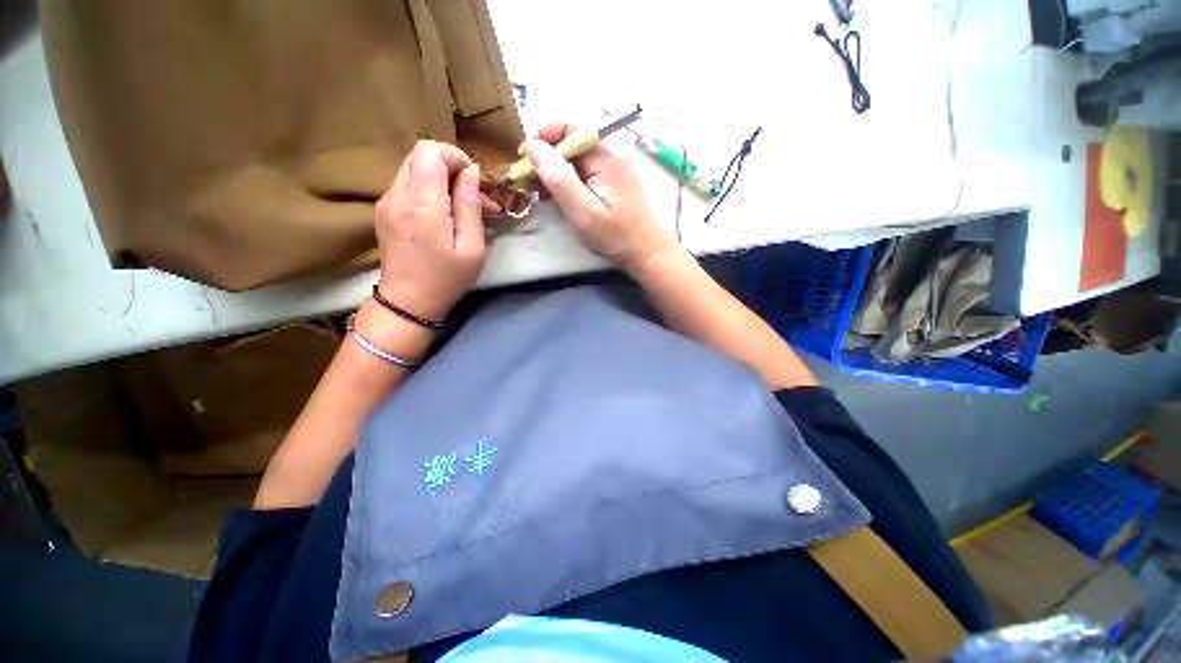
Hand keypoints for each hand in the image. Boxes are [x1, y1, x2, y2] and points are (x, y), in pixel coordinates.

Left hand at [374, 141, 487, 320]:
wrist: (408, 303)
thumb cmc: (447, 279)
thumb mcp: (472, 247)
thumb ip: (470, 206)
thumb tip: (470, 172)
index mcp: (422, 205)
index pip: (430, 151)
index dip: (455, 157)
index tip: (475, 182)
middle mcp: (397, 195)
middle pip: (420, 155)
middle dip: (451, 167)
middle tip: (473, 195)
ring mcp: (386, 202)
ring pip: (414, 169)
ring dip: (441, 180)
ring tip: (464, 207)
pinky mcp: (384, 210)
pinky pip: (408, 185)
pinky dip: (429, 191)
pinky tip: (445, 214)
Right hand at [521, 122, 673, 273]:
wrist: (644, 253)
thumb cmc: (614, 236)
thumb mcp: (582, 211)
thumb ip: (558, 177)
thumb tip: (533, 147)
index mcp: (605, 157)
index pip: (570, 126)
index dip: (543, 136)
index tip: (524, 158)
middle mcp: (610, 155)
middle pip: (571, 142)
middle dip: (546, 158)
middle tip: (529, 183)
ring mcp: (613, 169)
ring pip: (576, 159)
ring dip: (555, 171)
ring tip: (541, 194)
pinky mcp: (612, 182)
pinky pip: (585, 172)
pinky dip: (568, 181)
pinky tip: (559, 198)